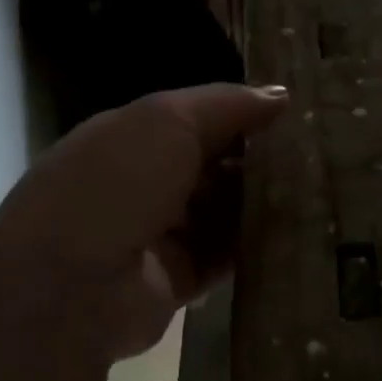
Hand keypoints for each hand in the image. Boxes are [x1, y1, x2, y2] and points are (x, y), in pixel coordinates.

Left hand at [0, 83, 287, 367]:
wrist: (69, 285)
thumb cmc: (117, 182)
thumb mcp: (168, 121)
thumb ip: (226, 105)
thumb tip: (281, 95)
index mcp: (126, 138)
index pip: (191, 120)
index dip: (237, 116)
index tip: (291, 117)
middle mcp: (137, 184)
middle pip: (206, 167)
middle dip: (252, 162)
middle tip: (311, 159)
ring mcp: (153, 235)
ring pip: (216, 213)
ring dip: (255, 205)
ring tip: (312, 195)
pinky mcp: (172, 280)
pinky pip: (220, 257)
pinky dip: (250, 247)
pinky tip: (291, 235)